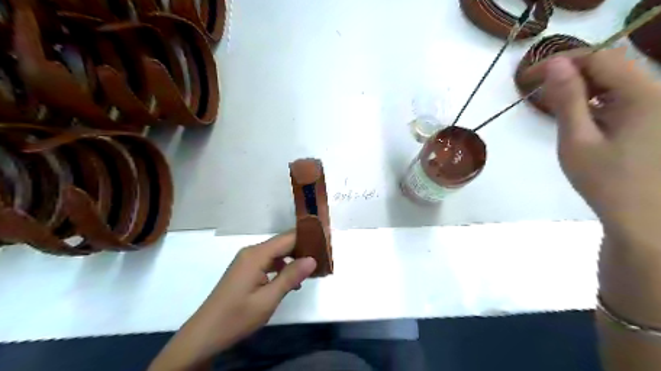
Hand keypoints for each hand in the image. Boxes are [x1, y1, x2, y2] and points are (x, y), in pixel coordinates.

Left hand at [149, 233, 316, 368]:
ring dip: (293, 259)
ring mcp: (247, 260)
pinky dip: (282, 267)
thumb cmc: (237, 317)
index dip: (307, 238)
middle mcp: (251, 252)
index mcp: (256, 255)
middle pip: (282, 243)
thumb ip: (290, 277)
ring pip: (277, 253)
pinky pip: (269, 262)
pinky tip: (291, 281)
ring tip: (311, 270)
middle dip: (303, 249)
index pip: (288, 238)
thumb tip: (312, 258)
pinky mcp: (246, 270)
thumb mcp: (268, 299)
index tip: (326, 244)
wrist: (205, 334)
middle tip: (323, 259)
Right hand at [537, 48, 660, 245]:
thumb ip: (567, 100)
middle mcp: (657, 92)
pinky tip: (581, 114)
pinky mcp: (654, 118)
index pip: (599, 58)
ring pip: (616, 79)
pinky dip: (596, 98)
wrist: (642, 217)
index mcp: (642, 95)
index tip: (528, 77)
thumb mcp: (577, 140)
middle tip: (538, 90)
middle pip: (610, 65)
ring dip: (583, 85)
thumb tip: (554, 64)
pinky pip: (623, 95)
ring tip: (554, 102)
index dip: (561, 61)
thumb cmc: (605, 181)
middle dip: (571, 71)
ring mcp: (658, 105)